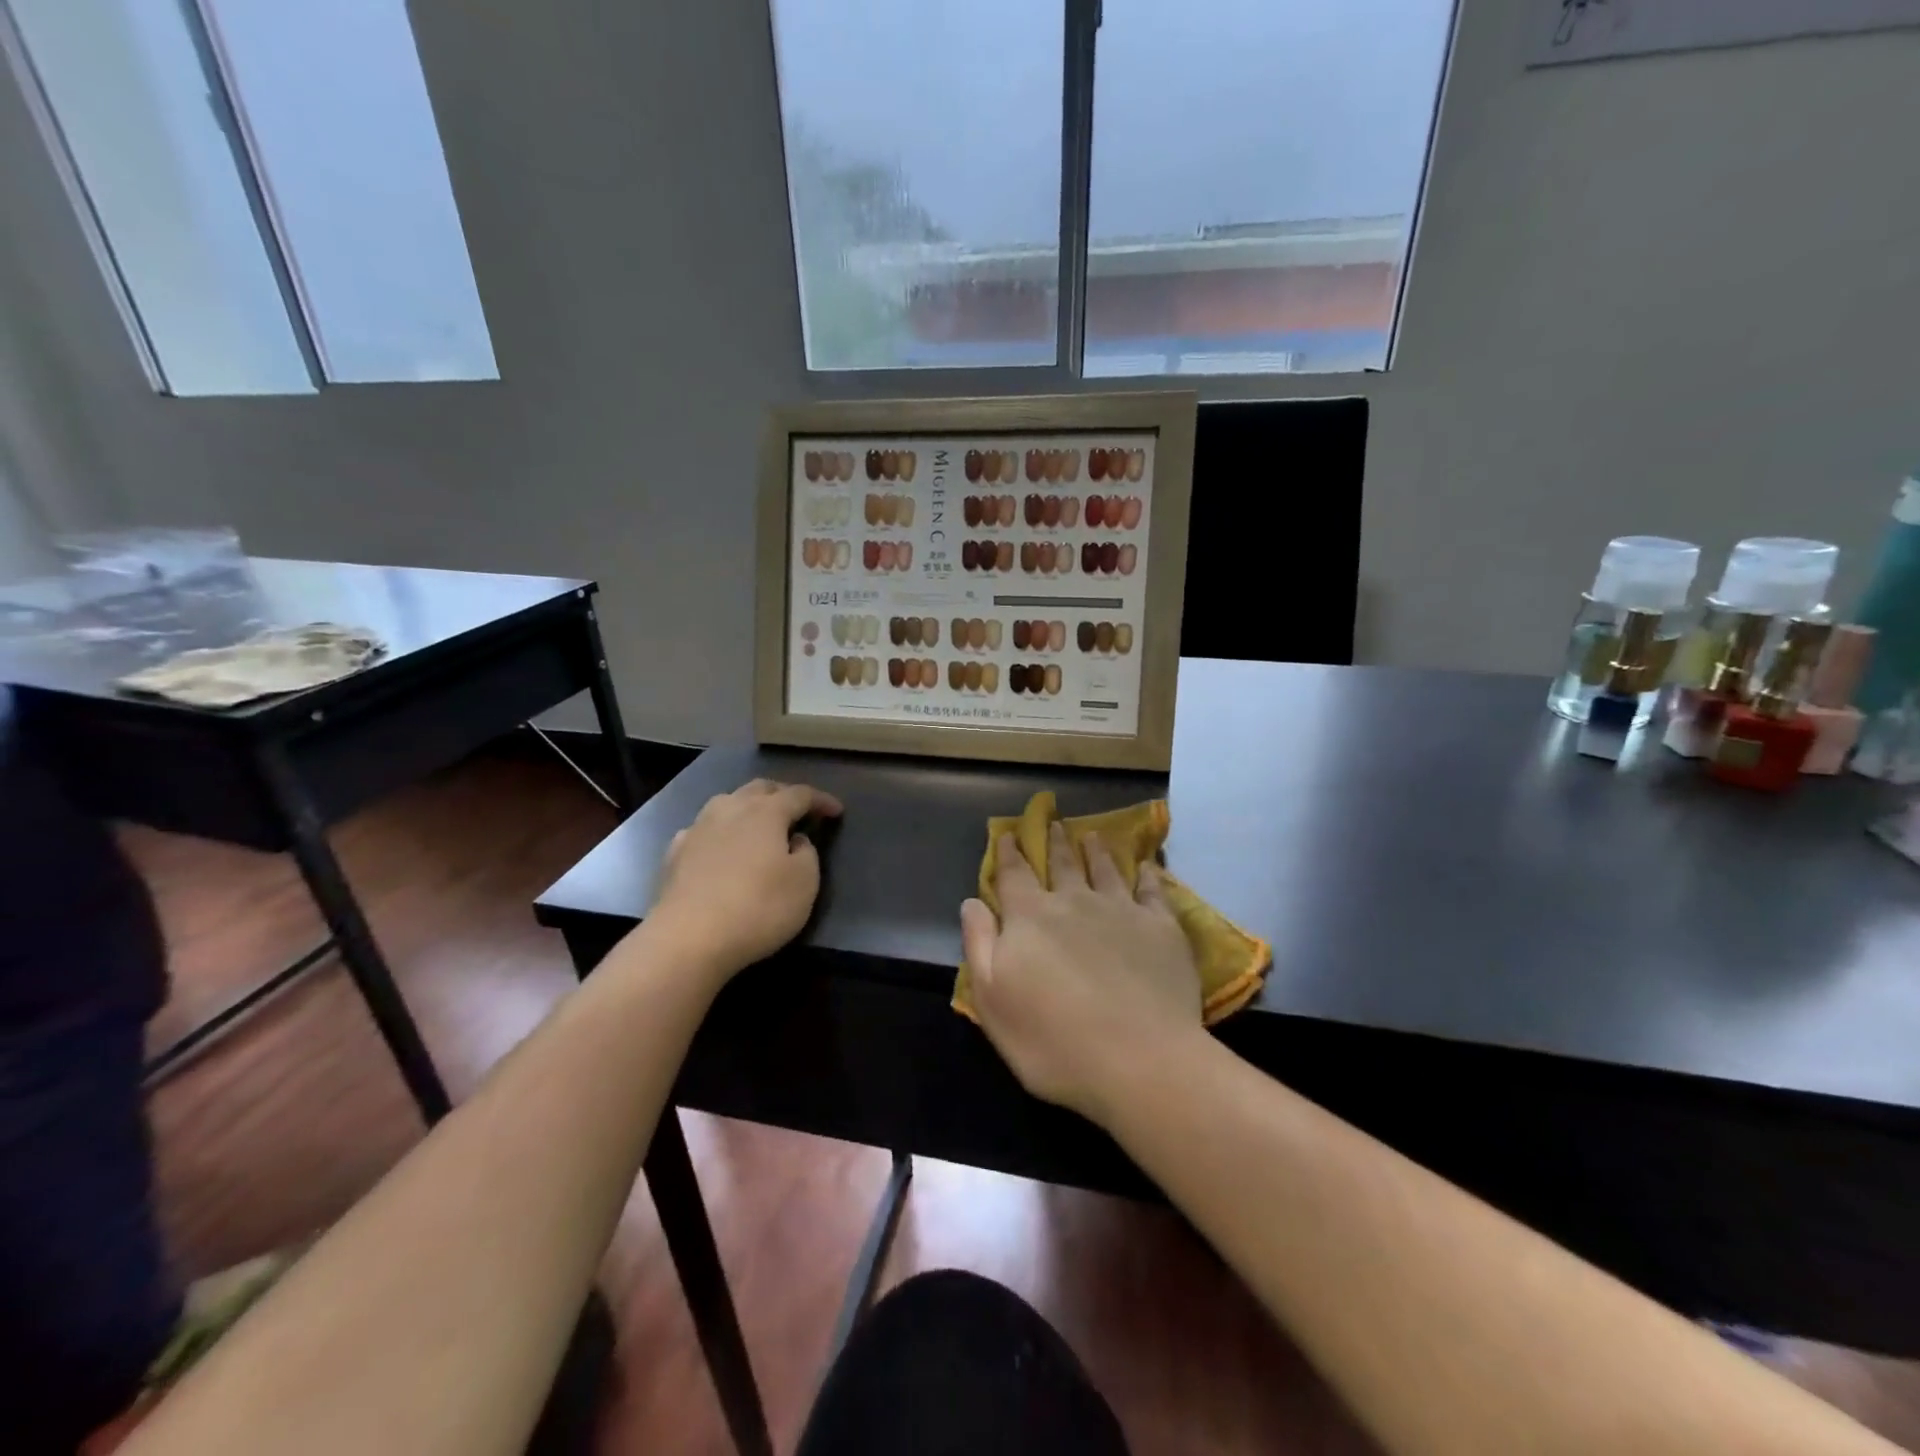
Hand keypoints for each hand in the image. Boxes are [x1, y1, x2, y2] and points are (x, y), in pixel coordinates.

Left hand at [647, 779, 841, 979]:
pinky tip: (720, 847)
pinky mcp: (675, 853)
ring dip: (748, 807)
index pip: (800, 794)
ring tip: (759, 824)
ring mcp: (698, 829)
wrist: (688, 939)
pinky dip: (720, 832)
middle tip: (798, 810)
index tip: (837, 811)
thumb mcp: (805, 883)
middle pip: (760, 789)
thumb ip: (807, 853)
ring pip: (727, 802)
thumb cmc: (758, 908)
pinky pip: (703, 829)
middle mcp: (730, 809)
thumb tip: (795, 840)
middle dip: (782, 794)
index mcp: (766, 812)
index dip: (821, 800)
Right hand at [961, 822, 1202, 1122]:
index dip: (1009, 853)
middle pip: (1062, 864)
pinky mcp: (1161, 928)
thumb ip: (980, 944)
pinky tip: (1147, 867)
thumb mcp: (992, 1000)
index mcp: (1031, 917)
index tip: (1010, 834)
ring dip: (1096, 851)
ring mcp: (1121, 911)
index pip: (1014, 875)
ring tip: (1092, 836)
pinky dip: (1147, 875)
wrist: (1140, 1060)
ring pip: (1105, 869)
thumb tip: (972, 902)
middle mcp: (1074, 902)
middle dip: (1055, 843)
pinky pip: (1153, 890)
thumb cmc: (1053, 1039)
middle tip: (1055, 823)